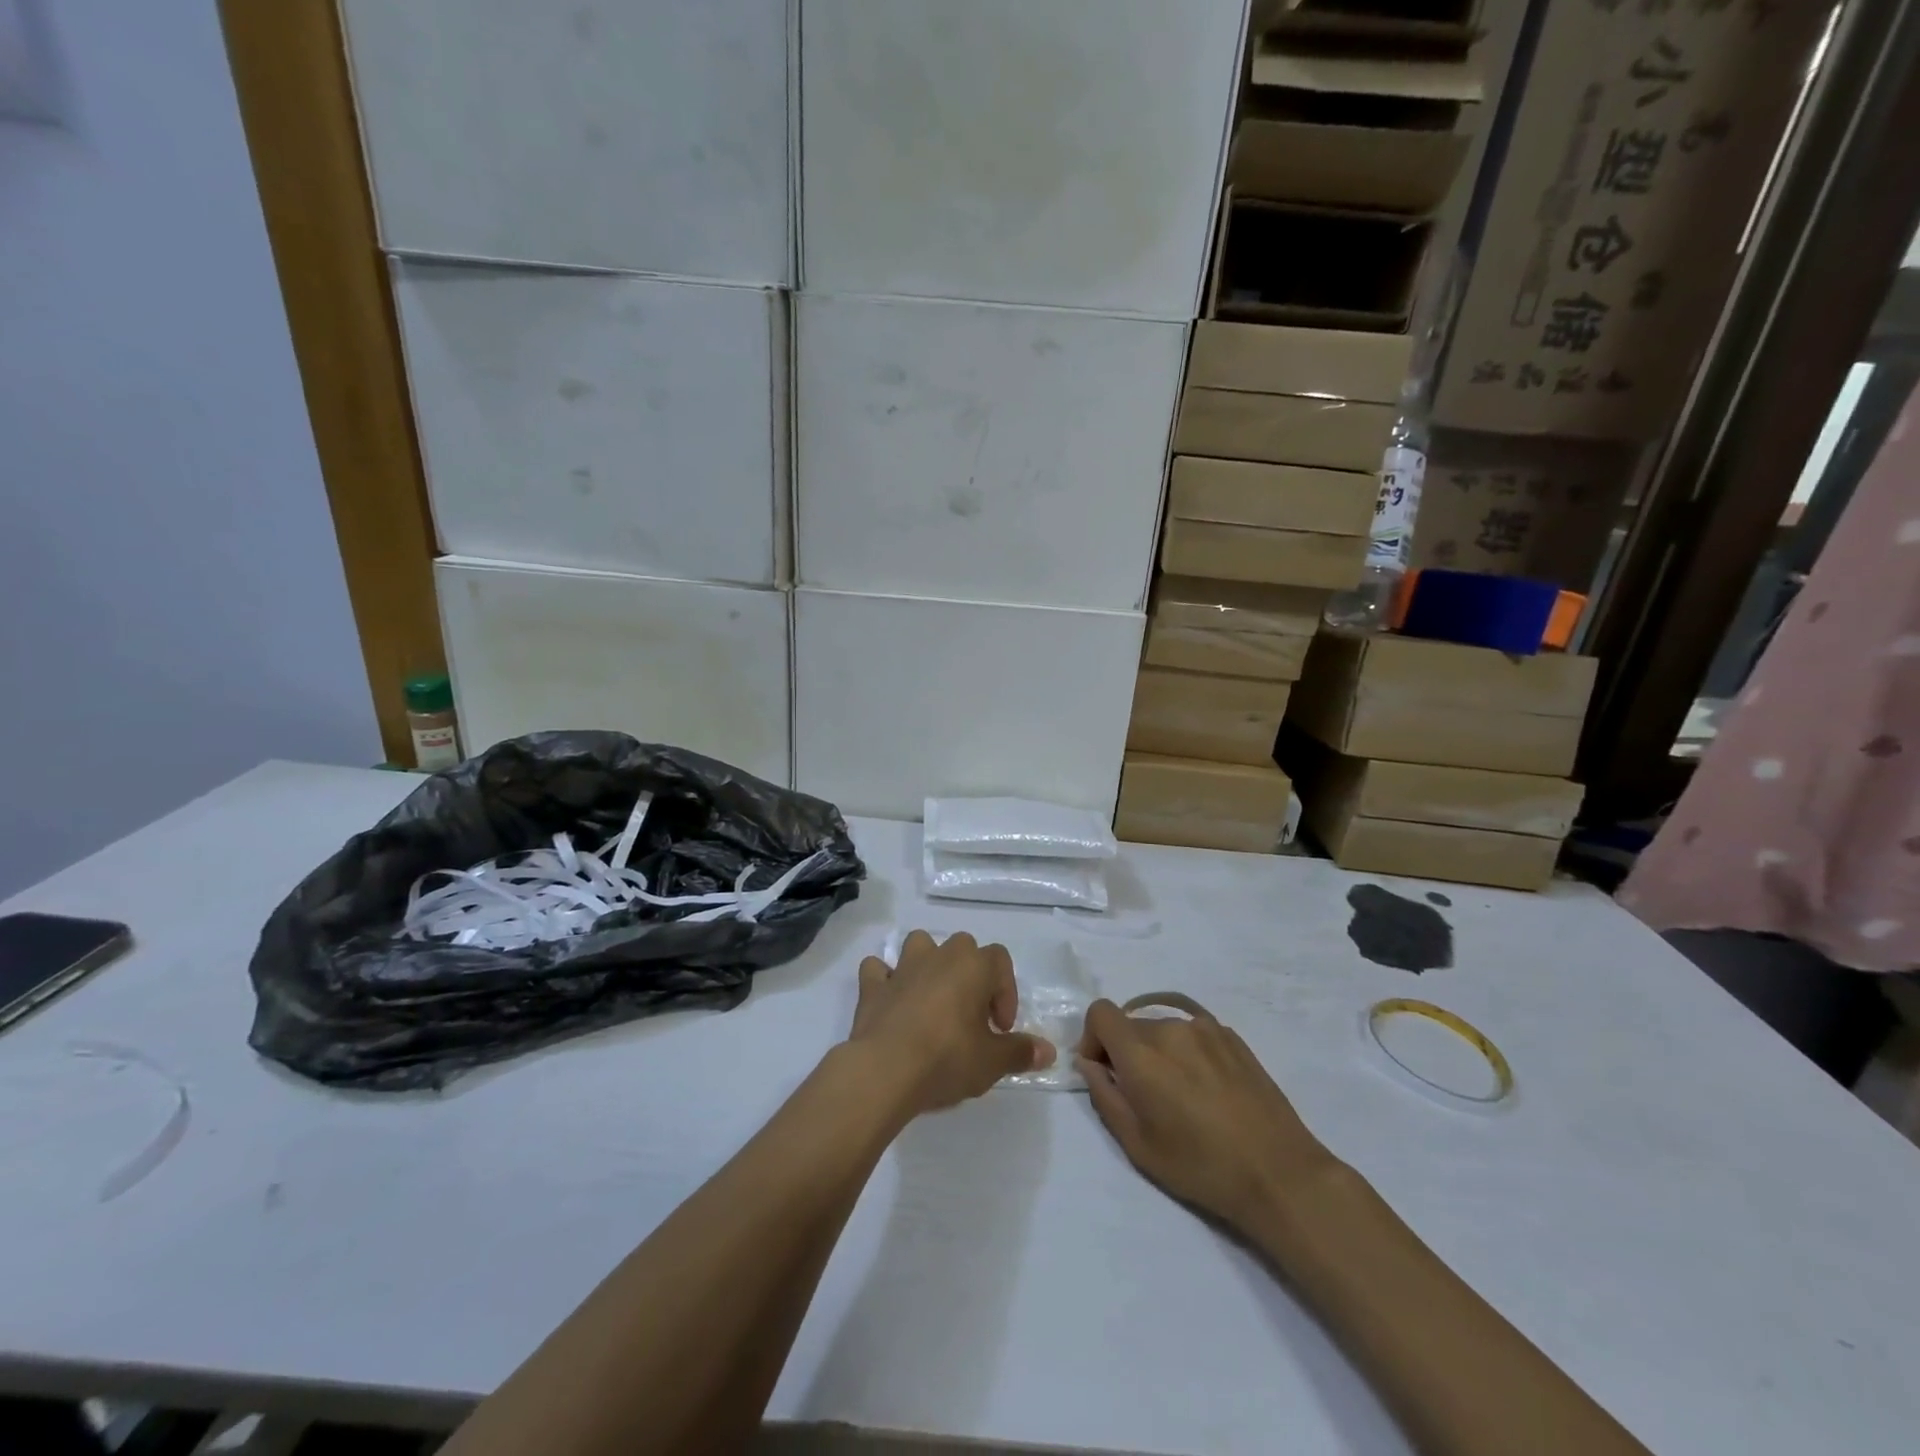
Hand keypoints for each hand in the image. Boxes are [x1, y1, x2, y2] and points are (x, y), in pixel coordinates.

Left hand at [849, 930, 1054, 1117]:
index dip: (1006, 993)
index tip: (1000, 1029)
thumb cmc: (947, 1058)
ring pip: (920, 944)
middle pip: (963, 947)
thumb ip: (1021, 1052)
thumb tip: (1048, 1051)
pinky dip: (884, 979)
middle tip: (971, 1017)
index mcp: (973, 966)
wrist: (885, 1070)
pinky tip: (891, 1001)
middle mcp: (939, 956)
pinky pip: (878, 970)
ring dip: (928, 963)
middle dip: (970, 974)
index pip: (1000, 960)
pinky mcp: (872, 986)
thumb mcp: (992, 1062)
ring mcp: (902, 967)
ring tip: (933, 999)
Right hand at [1077, 997, 1331, 1233]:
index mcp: (1142, 1052)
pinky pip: (1193, 1033)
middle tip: (1144, 1096)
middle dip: (1126, 1052)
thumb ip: (1104, 1096)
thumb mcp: (1138, 1145)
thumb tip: (1089, 1064)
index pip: (1100, 1013)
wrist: (1279, 1174)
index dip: (1093, 1038)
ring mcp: (1205, 1028)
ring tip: (1181, 1095)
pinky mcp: (1232, 1037)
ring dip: (1158, 1052)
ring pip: (1163, 1028)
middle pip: (1131, 1024)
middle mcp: (1171, 1028)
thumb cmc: (1200, 1166)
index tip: (1104, 1072)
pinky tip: (1207, 1089)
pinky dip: (1187, 1051)